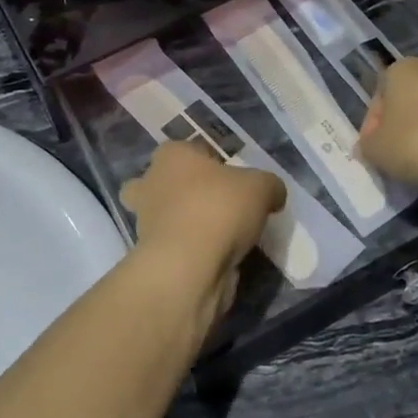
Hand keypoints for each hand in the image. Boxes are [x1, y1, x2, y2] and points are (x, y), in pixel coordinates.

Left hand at [120, 142, 285, 317]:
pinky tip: (214, 257)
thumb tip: (273, 194)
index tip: (236, 181)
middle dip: (187, 191)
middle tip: (220, 206)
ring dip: (186, 222)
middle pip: (170, 181)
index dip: (216, 163)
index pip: (193, 150)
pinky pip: (173, 244)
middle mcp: (150, 182)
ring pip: (167, 214)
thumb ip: (269, 185)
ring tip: (221, 236)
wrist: (188, 267)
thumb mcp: (261, 187)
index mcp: (171, 155)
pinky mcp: (149, 253)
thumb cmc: (219, 209)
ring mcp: (144, 220)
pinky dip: (189, 249)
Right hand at [357, 58, 417, 192]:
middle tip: (395, 155)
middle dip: (400, 125)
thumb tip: (370, 145)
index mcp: (402, 68)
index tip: (374, 150)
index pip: (378, 97)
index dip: (372, 126)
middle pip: (407, 100)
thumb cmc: (415, 144)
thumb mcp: (375, 150)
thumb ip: (366, 144)